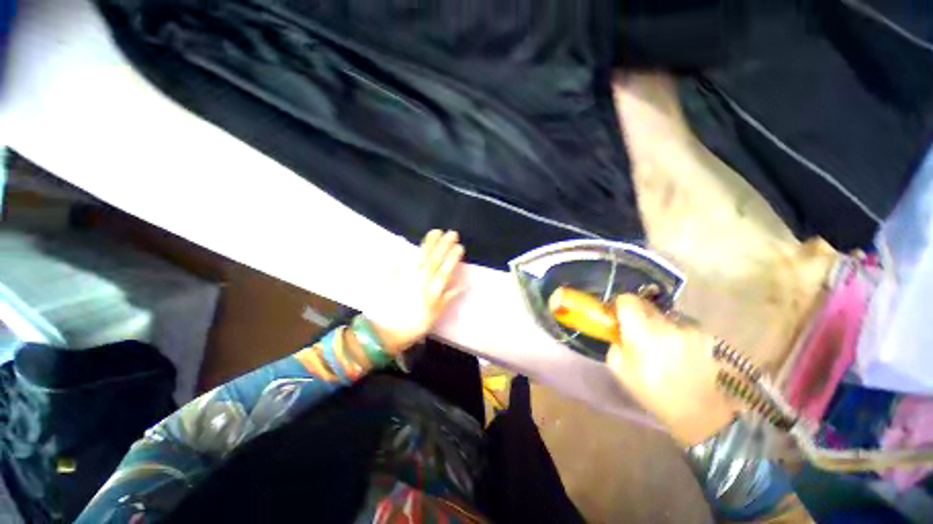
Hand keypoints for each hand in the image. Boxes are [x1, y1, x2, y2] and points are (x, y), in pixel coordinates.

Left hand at [363, 230, 464, 354]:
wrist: (385, 333)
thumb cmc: (414, 326)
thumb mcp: (434, 315)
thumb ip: (447, 298)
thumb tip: (462, 286)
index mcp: (432, 291)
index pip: (445, 271)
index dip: (453, 258)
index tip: (459, 246)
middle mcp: (420, 281)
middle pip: (434, 260)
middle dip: (443, 246)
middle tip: (451, 233)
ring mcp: (405, 278)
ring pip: (419, 258)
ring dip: (428, 244)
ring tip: (435, 232)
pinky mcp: (392, 278)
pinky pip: (396, 264)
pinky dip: (399, 254)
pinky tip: (402, 244)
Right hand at [606, 295, 736, 444]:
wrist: (700, 412)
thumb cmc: (653, 392)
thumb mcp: (620, 370)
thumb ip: (615, 344)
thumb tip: (619, 331)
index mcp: (643, 332)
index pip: (628, 300)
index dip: (620, 303)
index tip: (617, 314)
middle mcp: (667, 324)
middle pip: (646, 305)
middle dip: (638, 314)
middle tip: (637, 331)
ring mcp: (689, 329)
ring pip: (665, 316)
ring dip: (659, 324)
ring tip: (661, 345)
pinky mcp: (704, 335)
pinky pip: (682, 325)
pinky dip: (676, 333)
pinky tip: (678, 351)